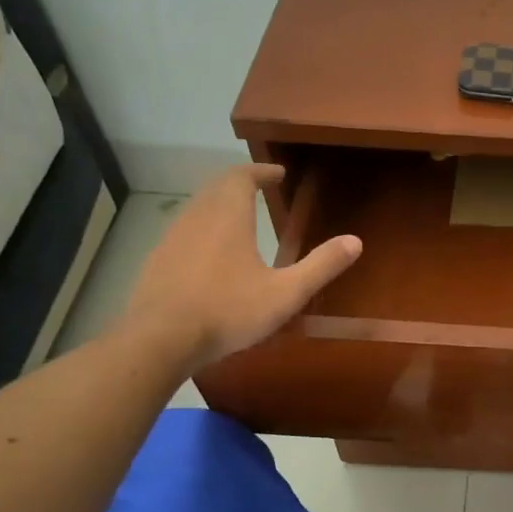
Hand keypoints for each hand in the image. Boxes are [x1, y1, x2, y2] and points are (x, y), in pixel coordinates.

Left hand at [121, 164, 360, 371]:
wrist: (159, 339)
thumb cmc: (228, 311)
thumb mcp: (285, 293)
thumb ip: (320, 266)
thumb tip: (355, 241)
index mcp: (229, 217)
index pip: (242, 177)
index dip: (261, 171)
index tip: (278, 173)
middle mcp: (197, 217)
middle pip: (217, 186)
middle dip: (239, 182)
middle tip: (260, 188)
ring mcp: (172, 238)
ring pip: (197, 207)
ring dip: (219, 204)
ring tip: (240, 218)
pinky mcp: (157, 260)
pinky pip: (184, 231)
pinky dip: (203, 228)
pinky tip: (211, 254)